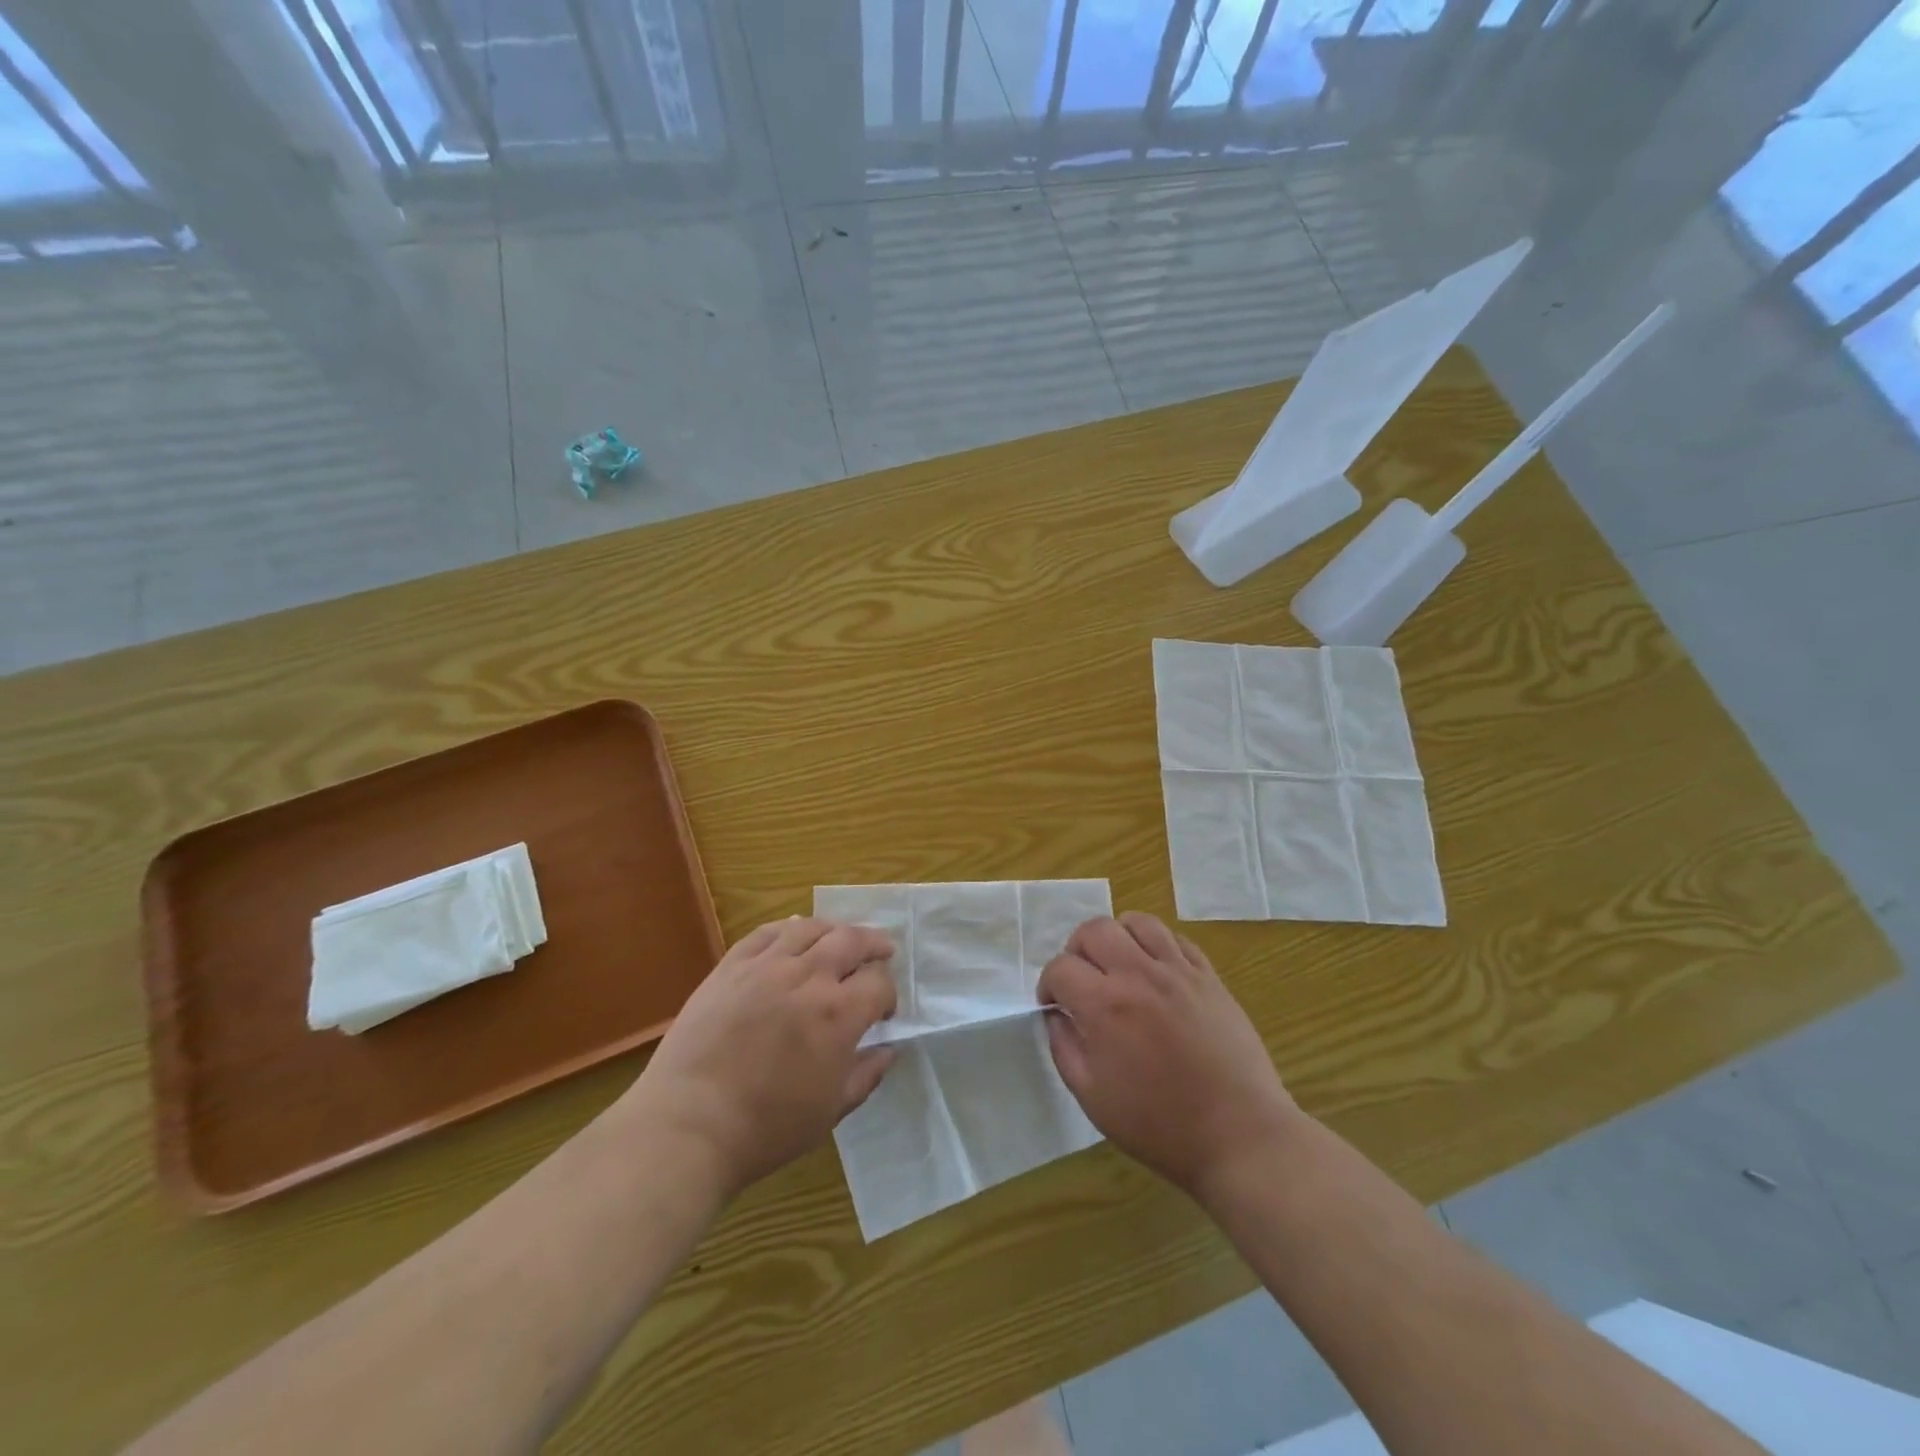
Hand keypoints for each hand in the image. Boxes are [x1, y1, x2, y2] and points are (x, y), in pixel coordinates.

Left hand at [628, 917, 897, 1196]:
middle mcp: (808, 977)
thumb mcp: (830, 1111)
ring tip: (840, 938)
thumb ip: (866, 1075)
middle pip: (852, 940)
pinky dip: (788, 927)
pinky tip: (794, 932)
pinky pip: (766, 932)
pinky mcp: (731, 966)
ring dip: (834, 930)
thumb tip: (889, 1050)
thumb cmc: (766, 1127)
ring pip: (810, 927)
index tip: (883, 1013)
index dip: (888, 994)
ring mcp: (766, 966)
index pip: (879, 983)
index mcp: (838, 1014)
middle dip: (874, 944)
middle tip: (882, 952)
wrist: (688, 1125)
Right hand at [1039, 913, 1298, 1202]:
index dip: (1048, 984)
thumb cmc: (1160, 1125)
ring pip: (1137, 922)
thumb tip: (1056, 1016)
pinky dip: (1156, 945)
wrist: (1239, 1135)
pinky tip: (1155, 971)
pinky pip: (1175, 938)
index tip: (1054, 1005)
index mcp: (1105, 1006)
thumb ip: (1064, 1048)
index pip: (1061, 968)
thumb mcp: (1093, 1097)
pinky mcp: (1209, 976)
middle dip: (1076, 949)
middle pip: (1094, 930)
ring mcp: (1178, 971)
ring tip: (1118, 965)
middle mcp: (1138, 974)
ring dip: (1117, 937)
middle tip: (1082, 980)